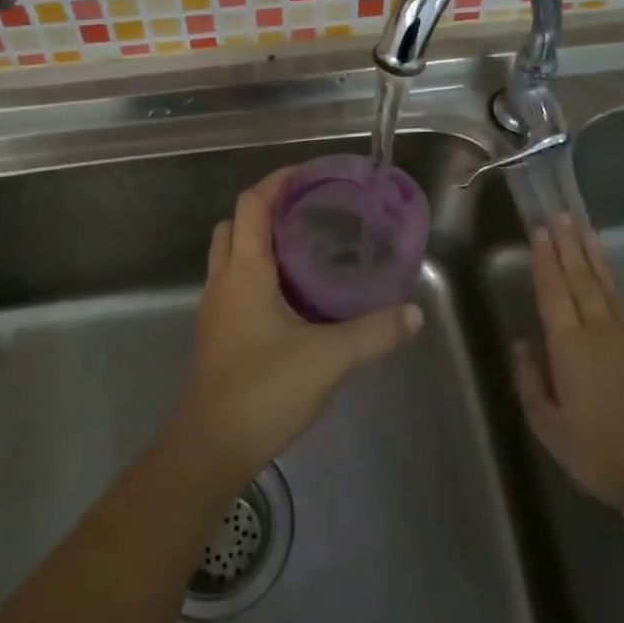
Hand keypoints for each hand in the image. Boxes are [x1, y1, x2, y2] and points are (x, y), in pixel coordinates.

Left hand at [171, 167, 423, 486]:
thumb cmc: (264, 388)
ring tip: (303, 249)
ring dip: (258, 243)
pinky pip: (233, 286)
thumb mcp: (329, 357)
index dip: (276, 182)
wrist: (210, 447)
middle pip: (234, 225)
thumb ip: (375, 332)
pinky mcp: (217, 335)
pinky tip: (290, 298)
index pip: (251, 204)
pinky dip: (256, 274)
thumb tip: (413, 313)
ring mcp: (215, 309)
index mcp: (245, 270)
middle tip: (306, 212)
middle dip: (264, 209)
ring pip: (230, 256)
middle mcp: (223, 280)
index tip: (307, 175)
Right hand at [512, 215, 623, 511]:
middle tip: (561, 215)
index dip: (545, 260)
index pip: (553, 291)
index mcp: (569, 345)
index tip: (540, 231)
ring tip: (586, 231)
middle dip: (568, 245)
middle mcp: (599, 329)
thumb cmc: (602, 452)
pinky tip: (610, 278)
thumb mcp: (550, 427)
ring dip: (593, 256)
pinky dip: (613, 283)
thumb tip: (523, 345)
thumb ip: (531, 383)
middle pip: (580, 278)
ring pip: (606, 286)